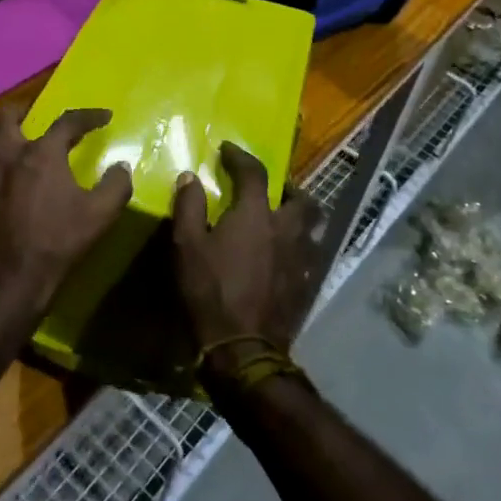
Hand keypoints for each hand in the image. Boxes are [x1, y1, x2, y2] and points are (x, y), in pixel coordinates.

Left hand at [0, 106, 131, 311]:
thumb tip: (122, 167)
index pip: (67, 121)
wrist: (7, 281)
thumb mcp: (99, 216)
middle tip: (30, 117)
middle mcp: (6, 157)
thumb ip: (115, 186)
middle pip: (2, 117)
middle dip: (17, 111)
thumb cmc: (56, 242)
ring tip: (13, 162)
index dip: (88, 116)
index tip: (104, 116)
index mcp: (41, 154)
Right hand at [171, 142, 325, 376]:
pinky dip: (299, 248)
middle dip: (289, 188)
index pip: (254, 172)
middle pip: (302, 199)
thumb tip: (190, 177)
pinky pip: (310, 256)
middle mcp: (287, 230)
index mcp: (257, 215)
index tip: (228, 150)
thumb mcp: (187, 246)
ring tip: (280, 223)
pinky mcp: (308, 286)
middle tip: (271, 190)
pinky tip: (283, 258)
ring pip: (313, 228)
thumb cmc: (210, 291)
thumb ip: (189, 206)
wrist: (243, 349)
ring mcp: (303, 260)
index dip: (240, 157)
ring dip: (299, 219)